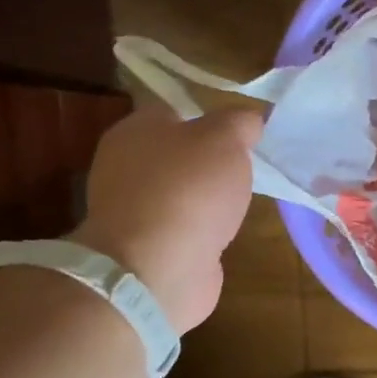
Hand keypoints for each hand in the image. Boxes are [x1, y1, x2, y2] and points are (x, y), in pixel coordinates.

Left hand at [72, 102, 261, 331]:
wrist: (157, 268)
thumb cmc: (189, 190)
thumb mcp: (225, 139)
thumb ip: (240, 122)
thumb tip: (249, 120)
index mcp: (136, 129)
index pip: (177, 110)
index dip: (212, 118)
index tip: (244, 134)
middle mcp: (126, 163)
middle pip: (178, 151)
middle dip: (212, 160)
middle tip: (247, 167)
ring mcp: (134, 207)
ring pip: (181, 189)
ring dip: (208, 196)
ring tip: (240, 202)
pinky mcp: (147, 244)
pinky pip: (182, 224)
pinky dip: (202, 227)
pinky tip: (222, 232)